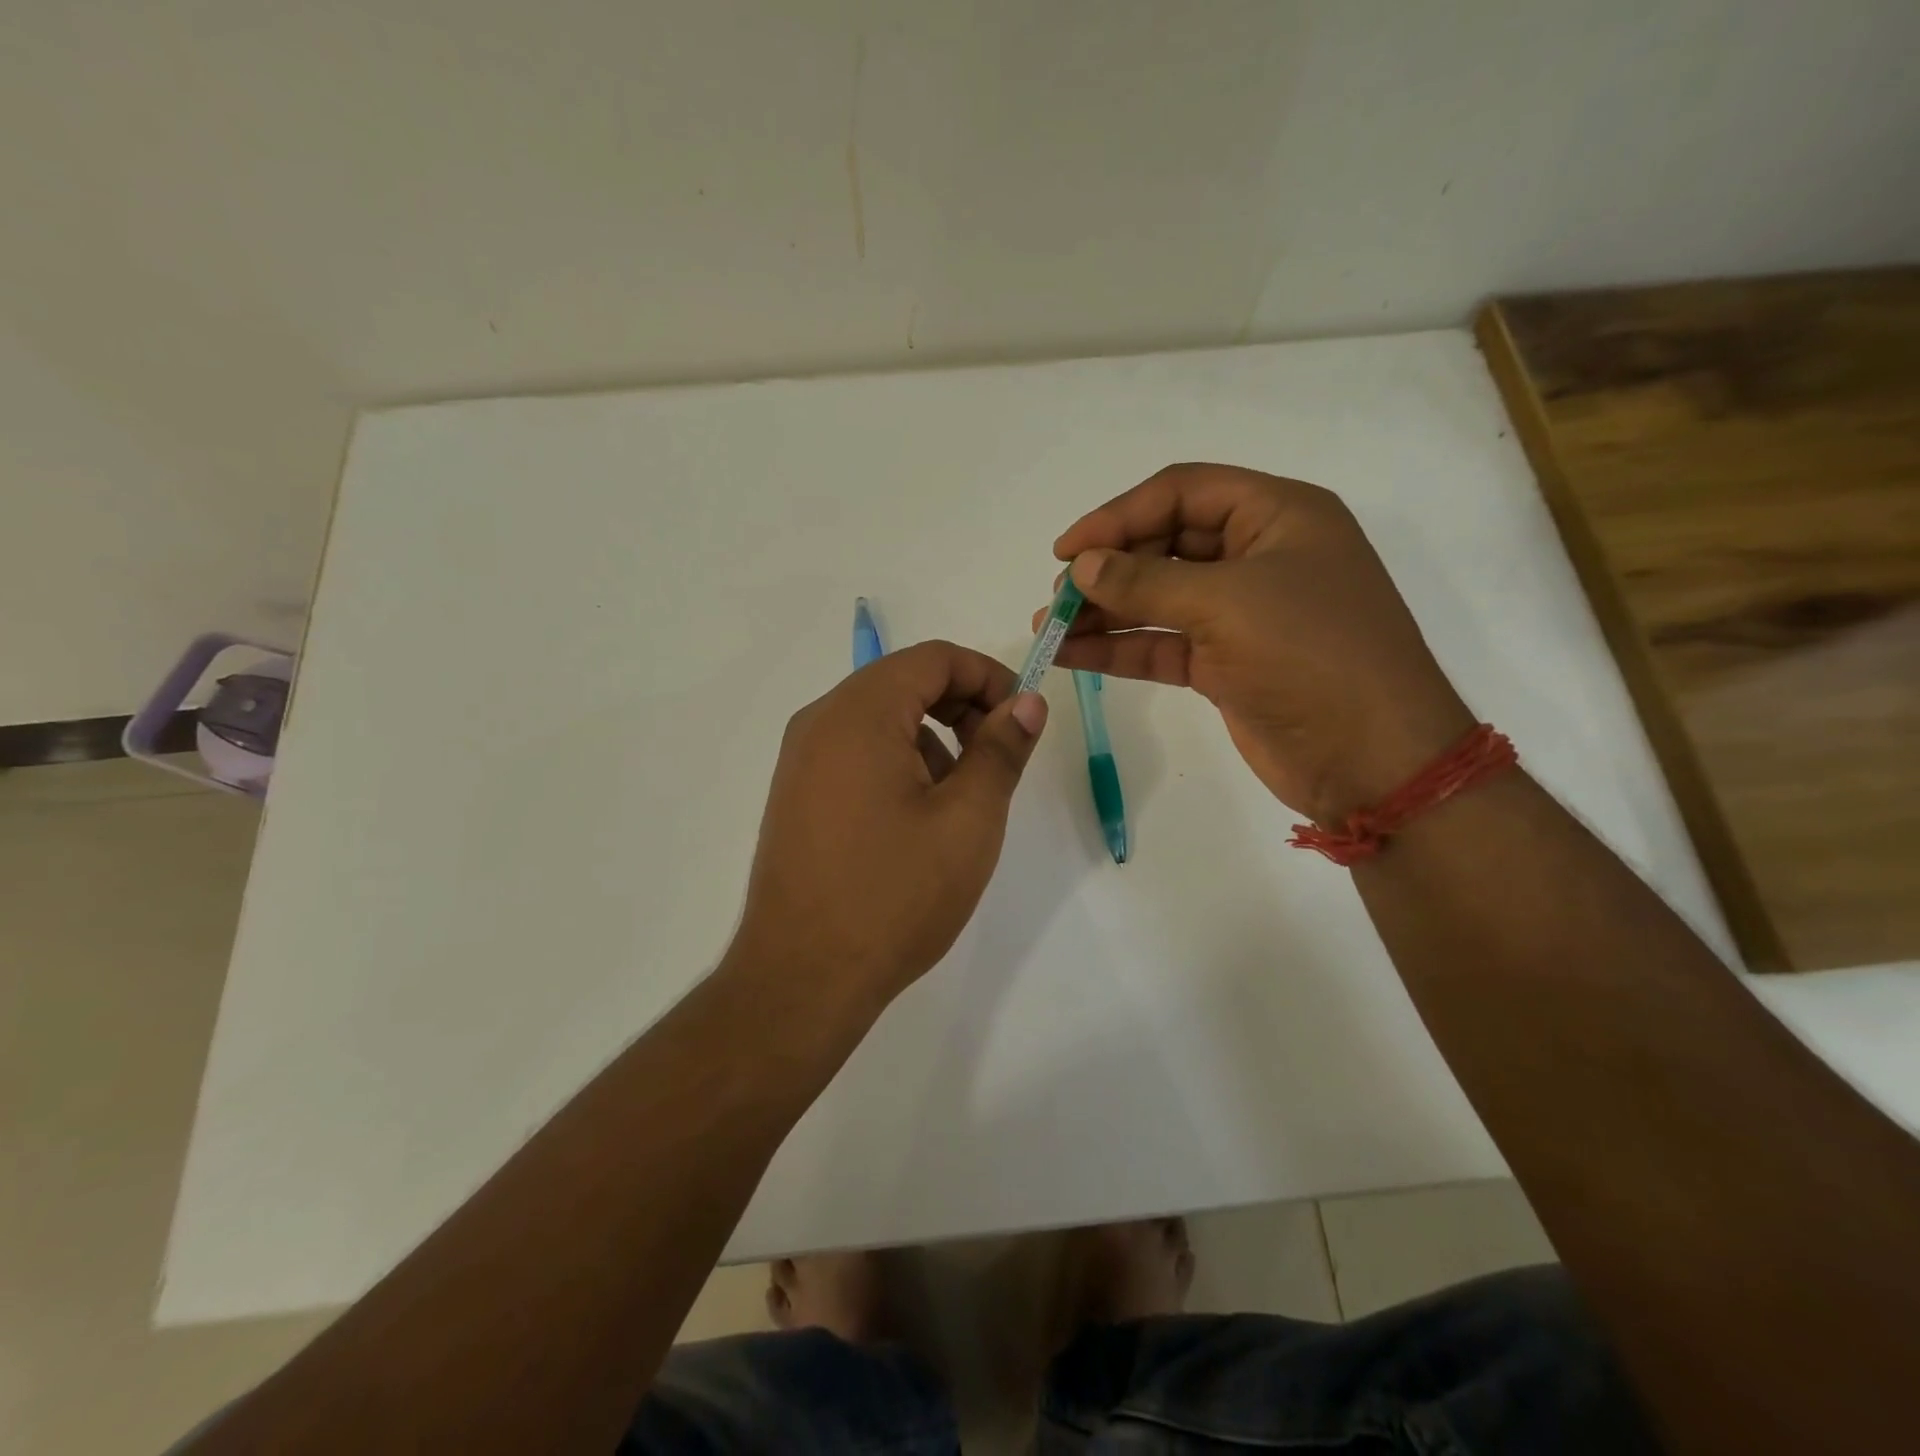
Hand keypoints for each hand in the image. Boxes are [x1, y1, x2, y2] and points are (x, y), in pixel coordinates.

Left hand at [726, 641, 1047, 1015]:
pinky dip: (898, 763)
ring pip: (881, 719)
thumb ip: (1001, 749)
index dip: (989, 676)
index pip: (934, 658)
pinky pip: (856, 753)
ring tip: (958, 801)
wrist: (802, 978)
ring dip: (932, 739)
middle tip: (998, 759)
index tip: (1023, 718)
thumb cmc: (894, 895)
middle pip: (904, 682)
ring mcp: (800, 760)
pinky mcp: (797, 795)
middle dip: (962, 707)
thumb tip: (1027, 702)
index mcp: (859, 713)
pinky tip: (916, 821)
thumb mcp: (968, 819)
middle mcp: (820, 722)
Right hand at [1048, 463, 1471, 822]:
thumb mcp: (1227, 604)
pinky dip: (1119, 647)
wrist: (1373, 759)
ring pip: (1158, 598)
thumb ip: (1146, 581)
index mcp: (1276, 516)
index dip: (1118, 515)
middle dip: (1107, 568)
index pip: (1182, 492)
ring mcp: (1240, 614)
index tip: (1065, 550)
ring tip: (1050, 628)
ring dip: (1104, 611)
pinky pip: (1161, 644)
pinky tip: (1072, 655)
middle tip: (1058, 598)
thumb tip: (1081, 567)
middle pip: (1164, 544)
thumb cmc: (1312, 656)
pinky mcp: (1225, 664)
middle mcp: (1258, 556)